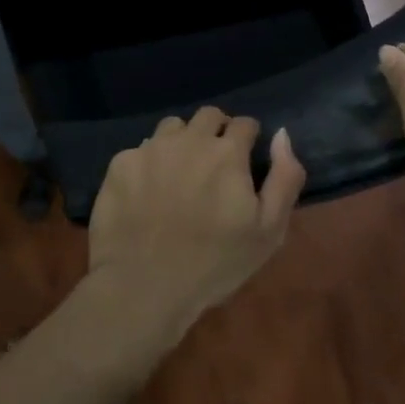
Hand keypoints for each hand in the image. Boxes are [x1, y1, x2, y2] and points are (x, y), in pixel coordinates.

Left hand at [87, 107, 305, 349]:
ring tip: (180, 172)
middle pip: (208, 116)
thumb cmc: (214, 264)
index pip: (244, 124)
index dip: (248, 139)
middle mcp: (189, 139)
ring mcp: (151, 149)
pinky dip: (149, 163)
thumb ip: (284, 178)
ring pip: (173, 127)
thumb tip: (281, 134)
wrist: (143, 287)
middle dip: (217, 131)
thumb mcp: (268, 231)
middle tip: (215, 163)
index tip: (245, 158)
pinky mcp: (120, 164)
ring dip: (182, 141)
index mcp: (227, 152)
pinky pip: (140, 150)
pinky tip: (147, 191)